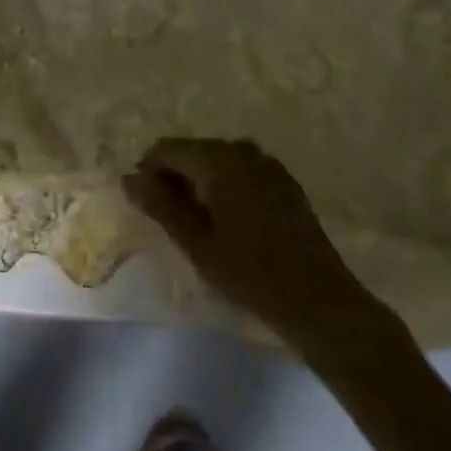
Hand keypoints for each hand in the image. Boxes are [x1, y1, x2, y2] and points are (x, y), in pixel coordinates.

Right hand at [123, 137, 406, 359]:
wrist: (321, 302)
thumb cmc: (251, 274)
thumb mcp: (197, 244)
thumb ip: (160, 205)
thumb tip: (128, 177)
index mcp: (217, 158)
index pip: (167, 149)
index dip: (149, 171)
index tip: (144, 205)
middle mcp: (241, 149)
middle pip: (193, 152)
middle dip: (176, 177)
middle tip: (170, 220)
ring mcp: (266, 163)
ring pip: (217, 162)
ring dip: (201, 183)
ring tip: (199, 224)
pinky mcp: (284, 181)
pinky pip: (241, 172)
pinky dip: (227, 187)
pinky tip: (231, 222)